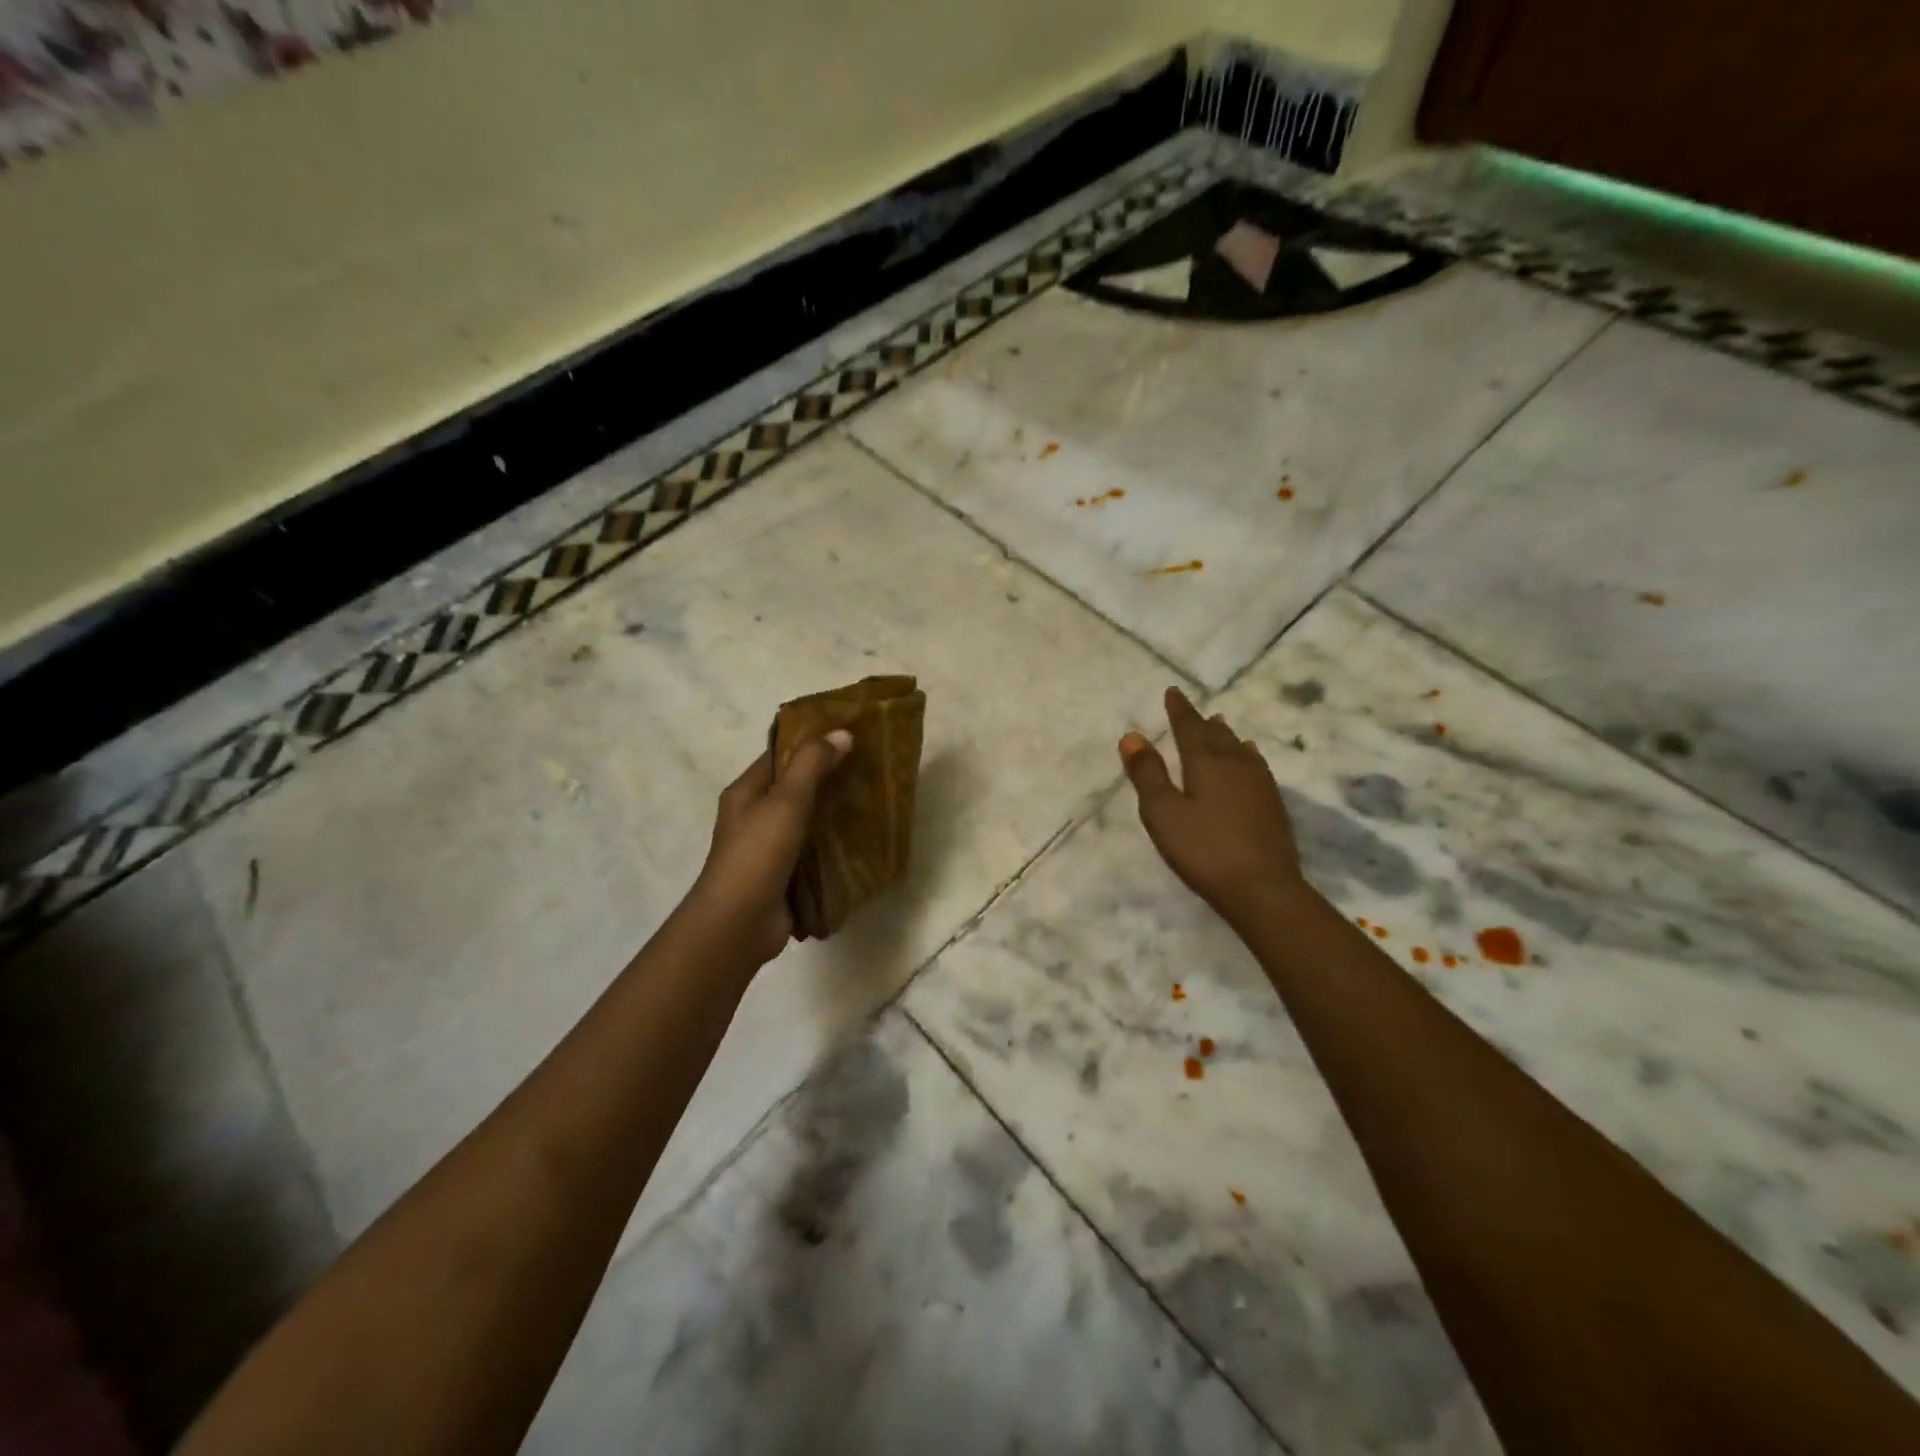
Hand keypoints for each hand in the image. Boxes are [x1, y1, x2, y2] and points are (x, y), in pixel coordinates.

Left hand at [685, 731, 852, 965]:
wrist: (740, 923)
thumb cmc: (757, 854)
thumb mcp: (786, 800)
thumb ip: (812, 764)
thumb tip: (842, 732)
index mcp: (746, 792)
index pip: (780, 756)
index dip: (811, 742)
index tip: (849, 735)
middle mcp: (755, 817)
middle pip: (796, 788)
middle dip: (830, 778)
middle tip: (870, 767)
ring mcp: (770, 849)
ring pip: (808, 821)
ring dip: (835, 812)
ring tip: (873, 799)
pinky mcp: (786, 875)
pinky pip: (814, 852)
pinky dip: (835, 845)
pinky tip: (864, 839)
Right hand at [1119, 687, 1305, 924]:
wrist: (1263, 888)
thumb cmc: (1203, 849)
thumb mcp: (1163, 813)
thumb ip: (1147, 774)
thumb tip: (1132, 735)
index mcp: (1206, 762)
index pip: (1190, 727)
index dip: (1180, 709)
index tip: (1173, 691)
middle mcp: (1236, 764)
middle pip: (1217, 734)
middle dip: (1202, 721)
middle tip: (1194, 710)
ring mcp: (1259, 783)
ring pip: (1239, 748)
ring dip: (1226, 735)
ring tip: (1220, 726)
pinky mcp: (1272, 804)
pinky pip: (1255, 765)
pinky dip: (1245, 755)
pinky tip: (1249, 760)